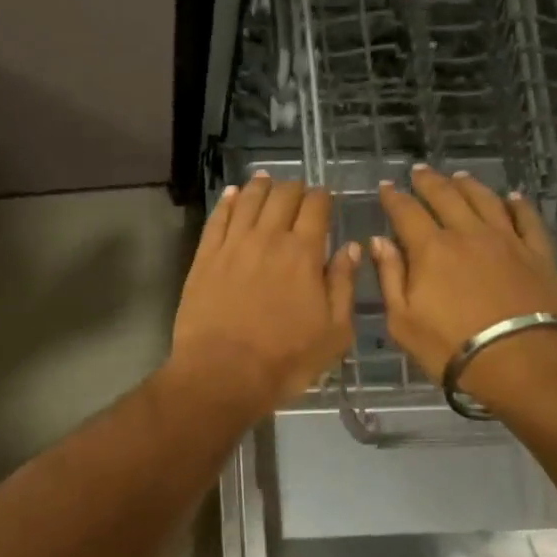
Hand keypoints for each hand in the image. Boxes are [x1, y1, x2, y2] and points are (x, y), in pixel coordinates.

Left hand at [170, 171, 360, 415]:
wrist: (223, 375)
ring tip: (267, 181)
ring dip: (262, 186)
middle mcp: (268, 238)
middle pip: (283, 196)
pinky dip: (228, 201)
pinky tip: (233, 194)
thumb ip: (344, 284)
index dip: (323, 198)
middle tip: (298, 194)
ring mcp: (232, 245)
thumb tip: (351, 247)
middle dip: (295, 189)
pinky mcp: (204, 257)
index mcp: (304, 253)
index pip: (317, 207)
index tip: (326, 200)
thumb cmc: (286, 360)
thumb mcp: (334, 332)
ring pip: (249, 199)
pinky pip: (218, 218)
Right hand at [372, 166, 556, 392]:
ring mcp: (507, 240)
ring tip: (458, 176)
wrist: (523, 361)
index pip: (406, 212)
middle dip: (429, 182)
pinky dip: (518, 204)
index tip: (386, 187)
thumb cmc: (451, 347)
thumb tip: (379, 241)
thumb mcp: (403, 321)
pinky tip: (512, 198)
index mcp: (430, 249)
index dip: (394, 197)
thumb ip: (390, 277)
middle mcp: (468, 233)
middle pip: (446, 196)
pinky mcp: (538, 253)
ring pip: (485, 200)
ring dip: (468, 185)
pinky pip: (527, 219)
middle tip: (419, 171)